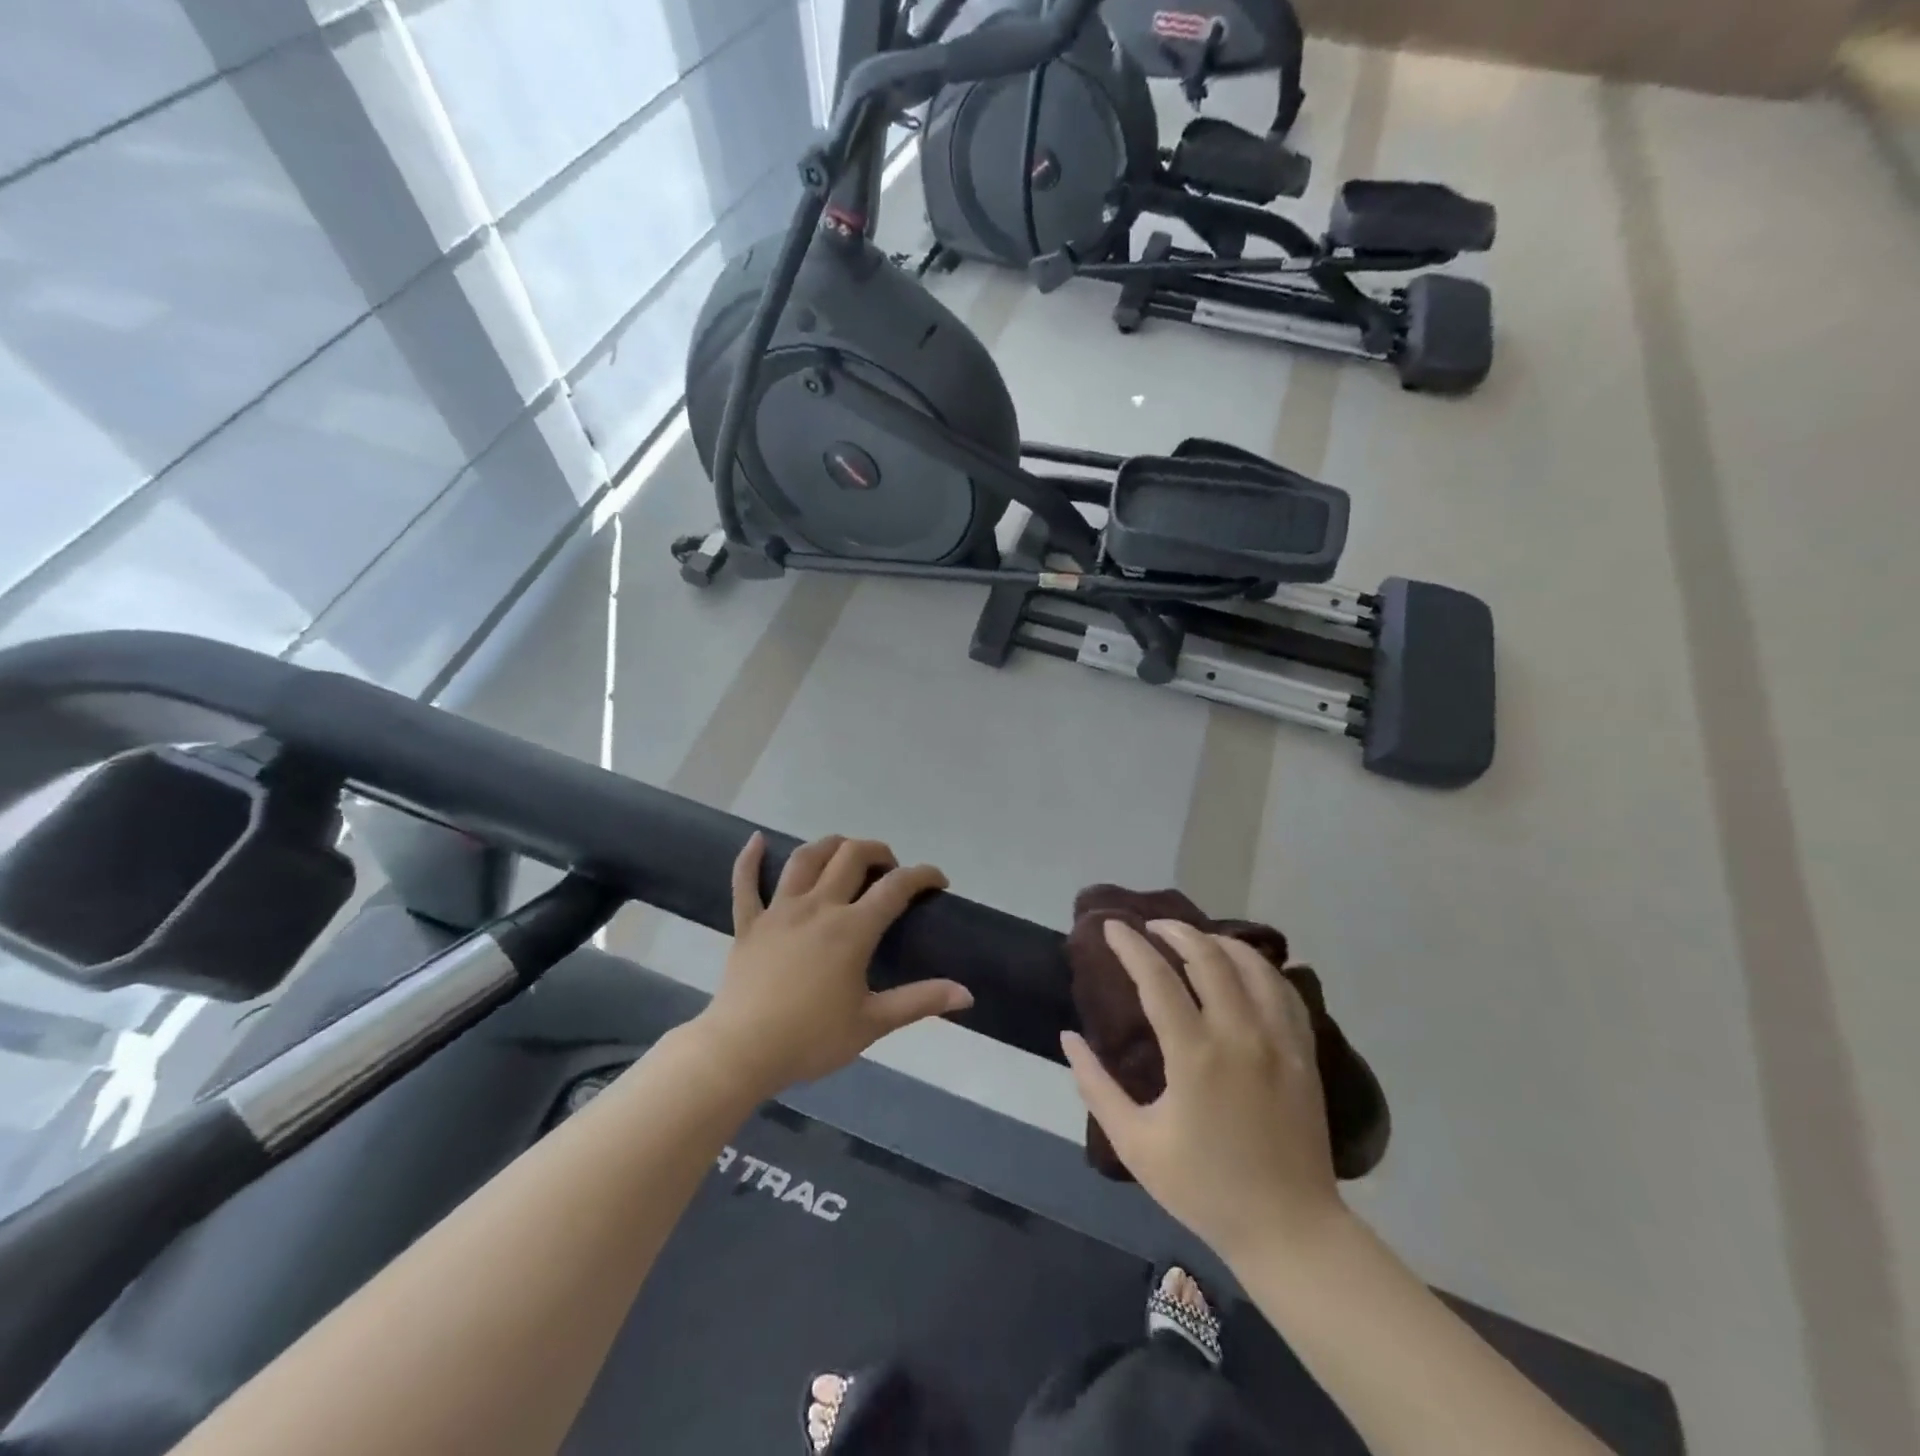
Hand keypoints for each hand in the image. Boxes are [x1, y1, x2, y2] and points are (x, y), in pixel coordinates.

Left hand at [697, 834, 972, 1096]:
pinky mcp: (748, 924)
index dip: (923, 875)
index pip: (896, 887)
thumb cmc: (810, 1039)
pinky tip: (756, 840)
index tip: (938, 881)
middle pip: (851, 856)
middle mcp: (818, 907)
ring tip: (844, 852)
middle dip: (878, 852)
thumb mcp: (872, 1023)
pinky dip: (750, 859)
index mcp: (852, 929)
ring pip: (806, 859)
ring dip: (830, 846)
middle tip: (890, 870)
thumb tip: (966, 994)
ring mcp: (779, 911)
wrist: (741, 1052)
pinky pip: (745, 882)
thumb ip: (919, 1002)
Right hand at [1062, 920, 1345, 1263]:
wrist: (1289, 1230)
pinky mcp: (1304, 1053)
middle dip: (1176, 931)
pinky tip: (1244, 966)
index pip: (1157, 979)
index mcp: (1195, 1056)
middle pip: (1209, 958)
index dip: (1130, 946)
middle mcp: (1240, 1035)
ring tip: (1194, 938)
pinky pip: (1284, 992)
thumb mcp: (1136, 1143)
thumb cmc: (1205, 1188)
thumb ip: (1096, 1086)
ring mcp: (1279, 1041)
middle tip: (1151, 926)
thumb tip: (1069, 1037)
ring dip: (1219, 942)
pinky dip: (1260, 967)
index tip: (1110, 927)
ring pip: (1252, 966)